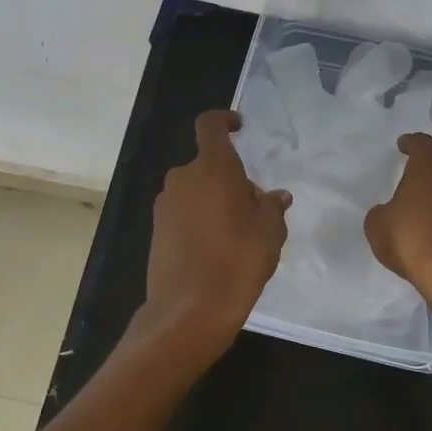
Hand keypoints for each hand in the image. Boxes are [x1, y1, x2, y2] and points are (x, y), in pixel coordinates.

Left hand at [142, 110, 290, 347]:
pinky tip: (217, 251)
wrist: (190, 310)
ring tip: (238, 234)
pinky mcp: (157, 231)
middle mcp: (183, 179)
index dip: (224, 120)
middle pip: (208, 165)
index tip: (239, 127)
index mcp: (212, 168)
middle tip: (254, 208)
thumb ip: (272, 206)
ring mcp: (165, 206)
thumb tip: (274, 196)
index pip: (210, 126)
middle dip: (230, 178)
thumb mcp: (270, 231)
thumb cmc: (238, 260)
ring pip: (196, 191)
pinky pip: (184, 213)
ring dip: (215, 201)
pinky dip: (200, 220)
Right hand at [364, 133, 431, 307]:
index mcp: (429, 164)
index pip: (420, 142)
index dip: (410, 143)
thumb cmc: (411, 238)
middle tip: (410, 178)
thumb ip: (381, 211)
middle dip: (426, 168)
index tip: (403, 145)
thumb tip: (390, 212)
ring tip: (422, 203)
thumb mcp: (377, 224)